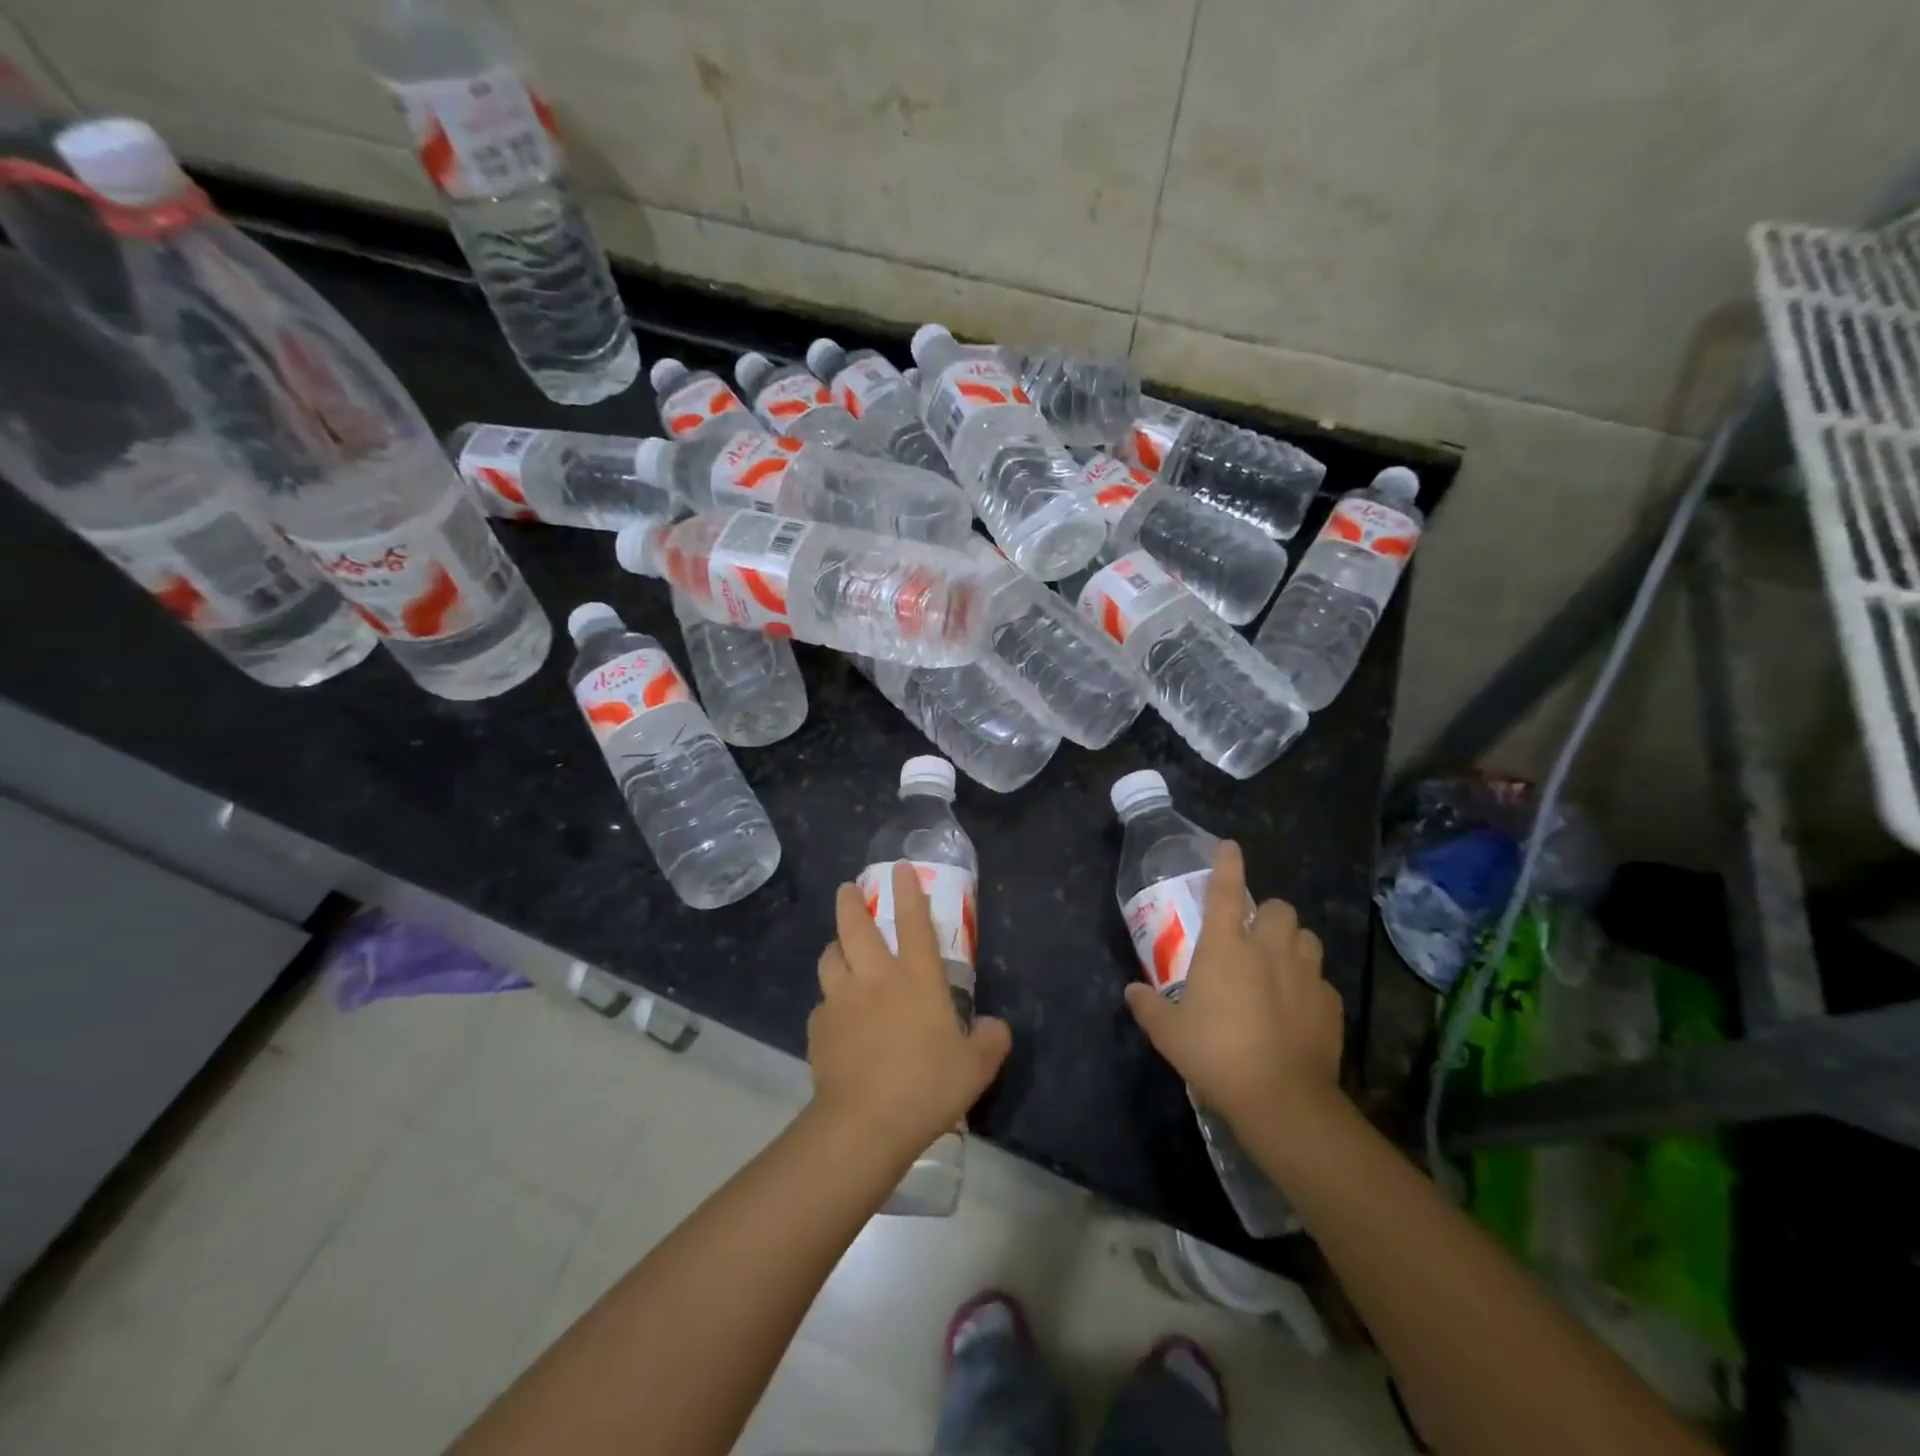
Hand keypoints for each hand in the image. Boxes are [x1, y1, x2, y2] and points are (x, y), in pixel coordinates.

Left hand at [809, 862, 1011, 1162]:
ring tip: (839, 949)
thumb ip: (990, 1040)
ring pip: (829, 957)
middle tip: (848, 889)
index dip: (909, 890)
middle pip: (855, 926)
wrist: (865, 1123)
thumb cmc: (927, 1086)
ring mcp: (841, 1000)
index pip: (914, 921)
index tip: (901, 868)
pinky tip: (836, 1018)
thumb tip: (995, 1027)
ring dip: (835, 947)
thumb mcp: (976, 1067)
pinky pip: (822, 1004)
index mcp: (916, 978)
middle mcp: (875, 978)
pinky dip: (829, 1002)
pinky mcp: (818, 1028)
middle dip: (850, 901)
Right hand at [1123, 840, 1343, 1134]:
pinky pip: (1321, 980)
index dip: (1227, 864)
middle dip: (1267, 914)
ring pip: (1307, 938)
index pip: (1226, 890)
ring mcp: (1305, 975)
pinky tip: (1297, 1008)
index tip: (1229, 846)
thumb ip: (1148, 1006)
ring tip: (1279, 965)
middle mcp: (1268, 949)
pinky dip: (1309, 985)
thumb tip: (1132, 991)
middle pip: (1278, 908)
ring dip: (1292, 943)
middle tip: (1253, 936)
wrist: (1281, 1098)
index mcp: (1225, 947)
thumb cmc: (1215, 1054)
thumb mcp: (1168, 1033)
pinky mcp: (1330, 1003)